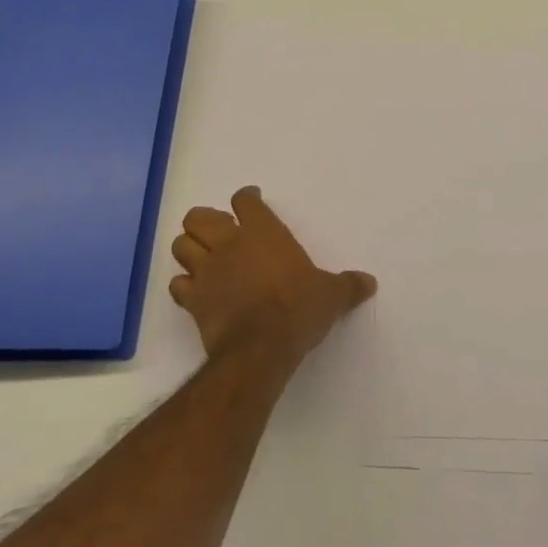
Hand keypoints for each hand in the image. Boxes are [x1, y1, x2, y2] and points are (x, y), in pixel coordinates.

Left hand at [170, 187, 377, 368]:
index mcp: (263, 233)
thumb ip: (348, 286)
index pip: (245, 201)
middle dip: (205, 220)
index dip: (246, 198)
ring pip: (181, 245)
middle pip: (200, 217)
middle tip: (220, 231)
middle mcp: (230, 244)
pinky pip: (177, 284)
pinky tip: (195, 291)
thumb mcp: (331, 296)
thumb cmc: (298, 310)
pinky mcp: (193, 300)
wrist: (260, 348)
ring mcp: (207, 271)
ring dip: (189, 248)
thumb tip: (370, 282)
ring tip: (202, 257)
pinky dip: (183, 285)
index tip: (250, 200)